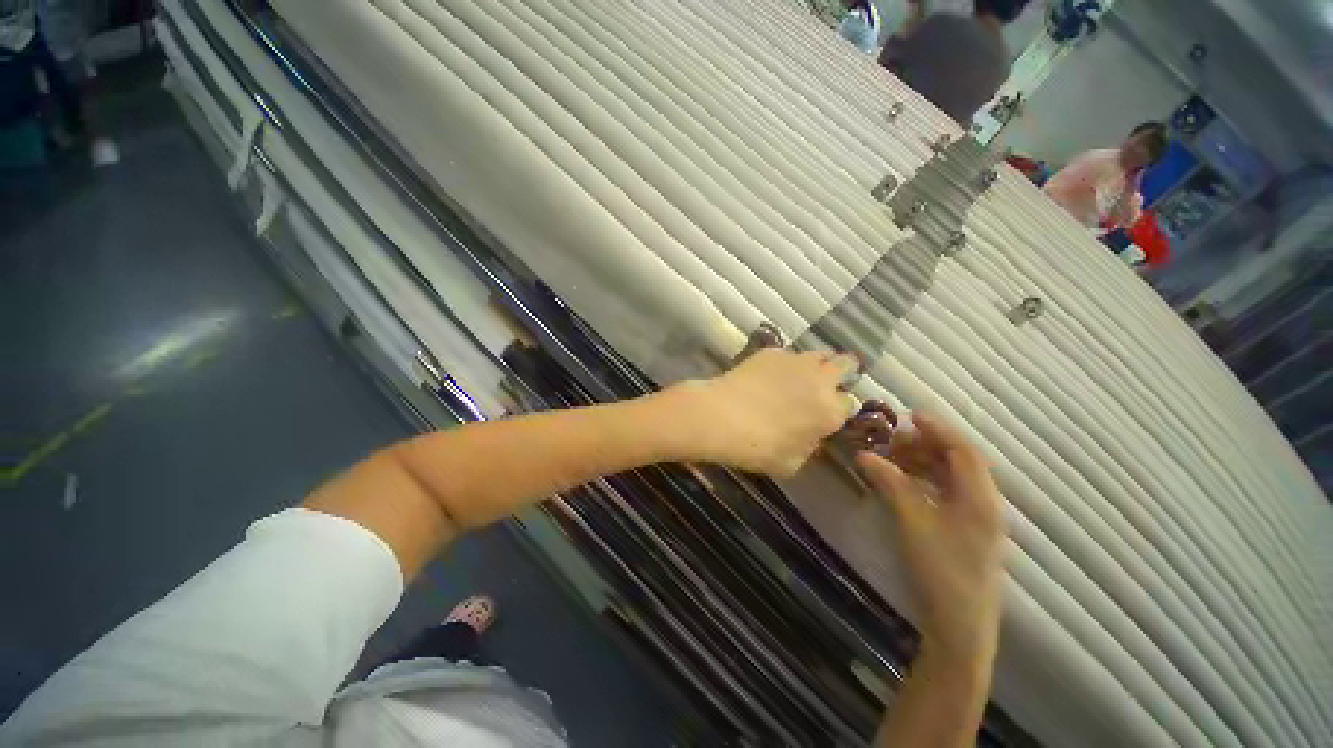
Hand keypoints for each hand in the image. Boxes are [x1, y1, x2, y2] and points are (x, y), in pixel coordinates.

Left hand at [670, 348, 857, 477]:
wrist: (721, 417)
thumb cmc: (757, 448)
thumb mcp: (791, 463)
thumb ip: (809, 447)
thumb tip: (811, 436)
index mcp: (830, 411)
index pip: (849, 404)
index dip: (838, 409)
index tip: (826, 413)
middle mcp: (820, 380)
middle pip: (846, 364)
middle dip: (843, 372)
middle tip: (827, 382)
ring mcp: (796, 361)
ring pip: (820, 353)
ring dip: (817, 363)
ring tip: (801, 375)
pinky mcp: (772, 352)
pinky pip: (789, 353)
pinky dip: (787, 362)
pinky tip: (770, 374)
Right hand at [855, 412, 1005, 663]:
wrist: (960, 624)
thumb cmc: (941, 569)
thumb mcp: (912, 521)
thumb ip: (890, 483)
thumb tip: (863, 454)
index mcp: (980, 498)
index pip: (963, 450)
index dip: (938, 429)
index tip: (909, 415)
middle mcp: (984, 503)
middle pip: (959, 461)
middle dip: (926, 445)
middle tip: (893, 441)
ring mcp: (977, 518)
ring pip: (953, 477)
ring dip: (925, 462)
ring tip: (895, 459)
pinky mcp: (966, 530)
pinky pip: (948, 492)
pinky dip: (926, 480)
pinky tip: (905, 483)